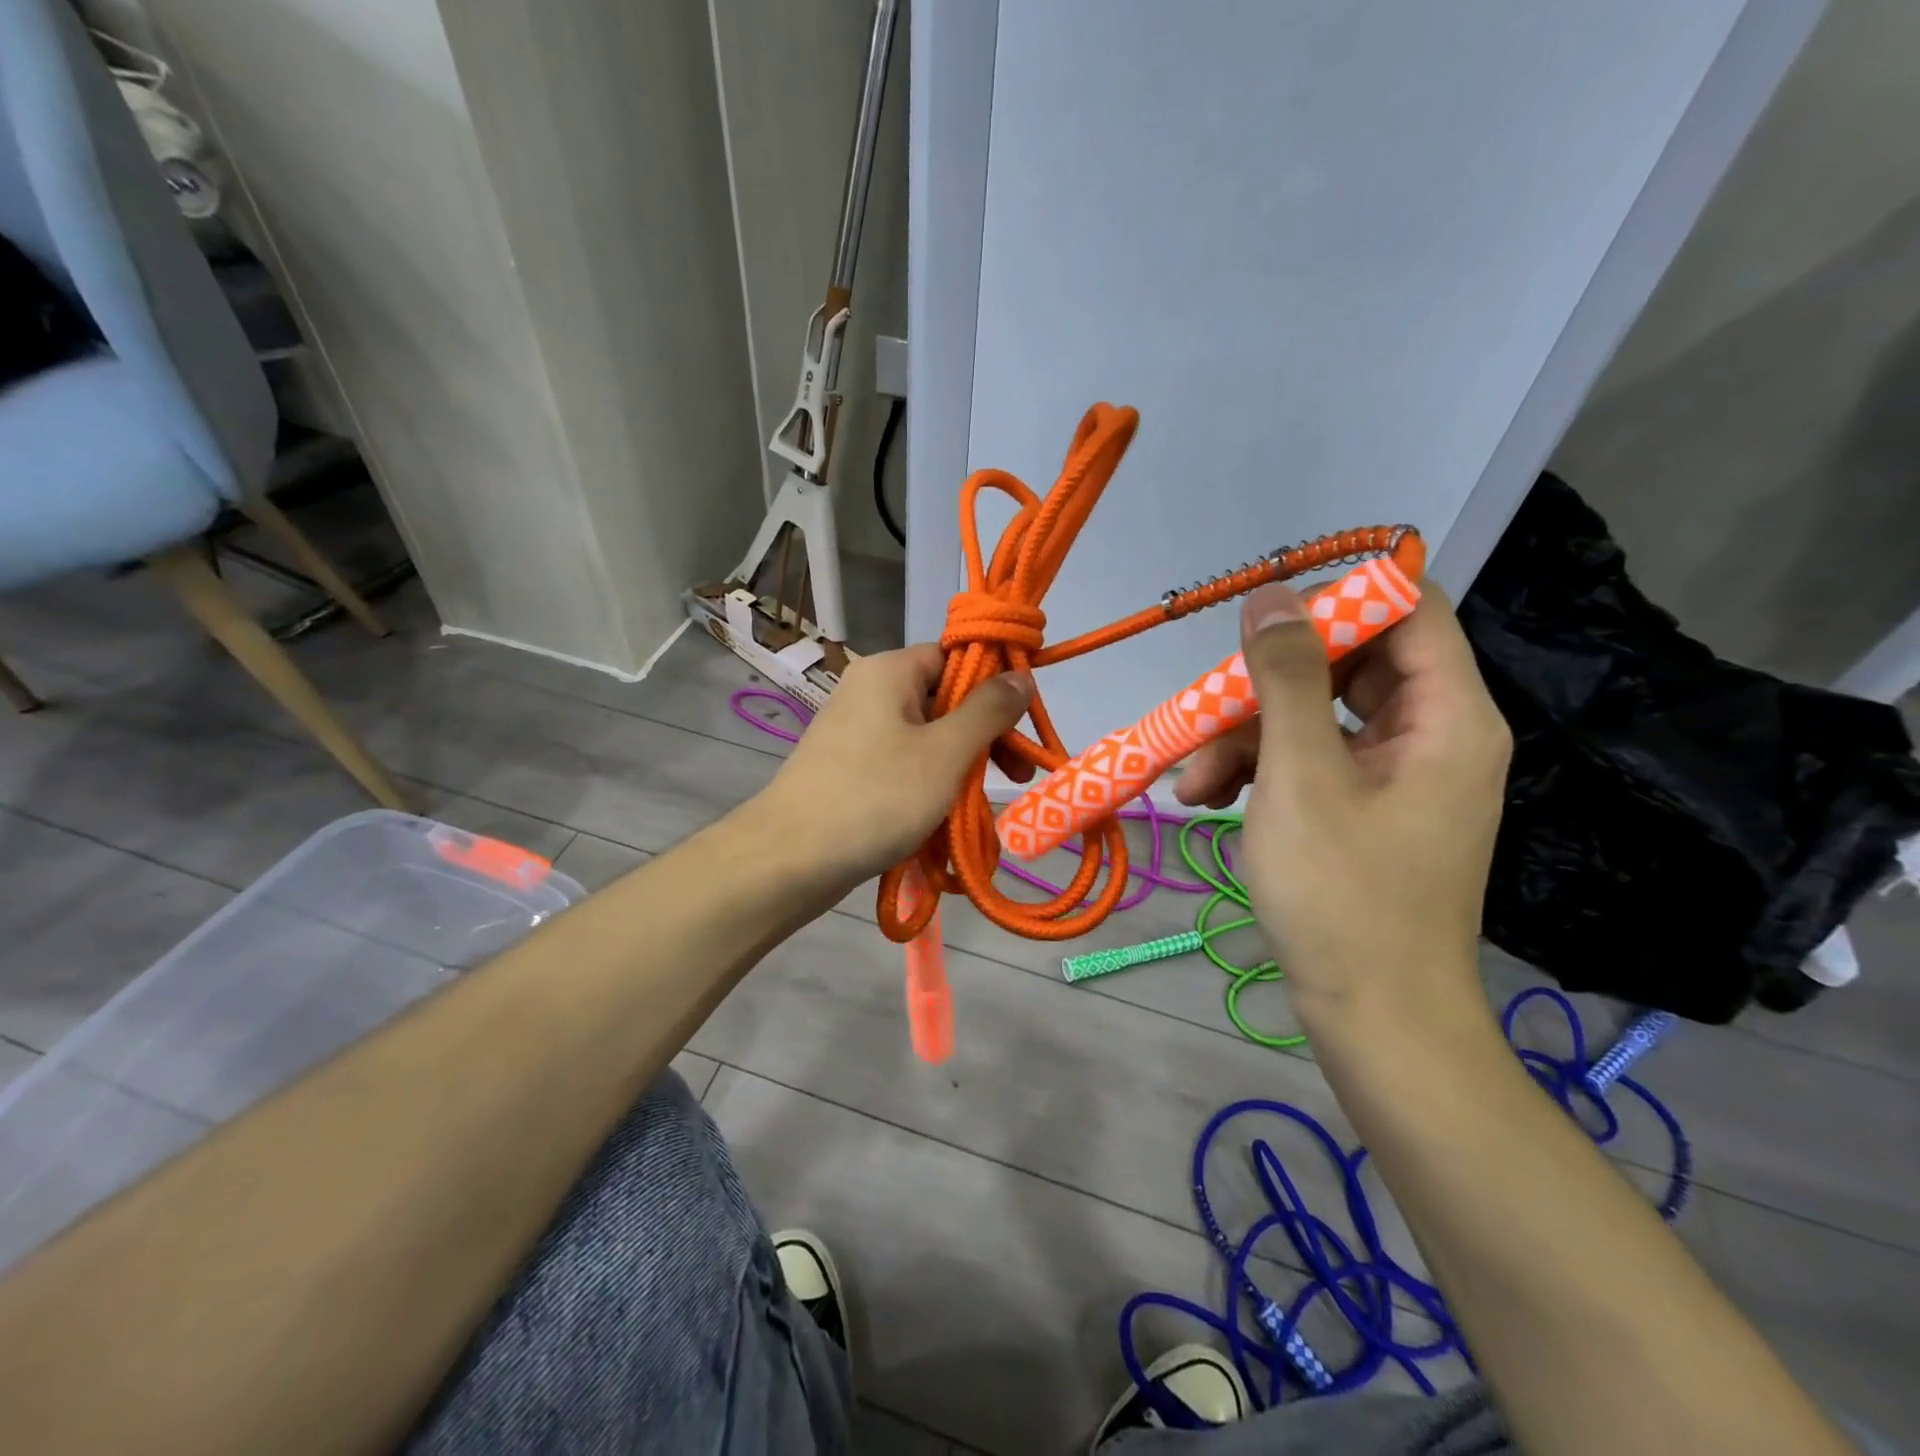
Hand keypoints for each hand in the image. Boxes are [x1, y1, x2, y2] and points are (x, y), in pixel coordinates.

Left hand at [751, 645, 1032, 895]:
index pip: (955, 657)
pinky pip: (902, 764)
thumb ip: (989, 710)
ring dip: (961, 766)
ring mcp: (855, 731)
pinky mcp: (849, 768)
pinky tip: (949, 818)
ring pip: (926, 737)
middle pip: (944, 698)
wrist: (789, 860)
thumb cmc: (876, 797)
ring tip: (984, 806)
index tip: (1024, 724)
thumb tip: (1021, 674)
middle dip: (984, 736)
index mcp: (890, 671)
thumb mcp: (945, 752)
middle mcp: (870, 691)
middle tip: (1016, 775)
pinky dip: (930, 785)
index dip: (995, 685)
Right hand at [1177, 582, 1510, 1027]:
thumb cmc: (1344, 895)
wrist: (1374, 1020)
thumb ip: (1287, 678)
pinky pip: (1309, 762)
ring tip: (1191, 782)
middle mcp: (1430, 735)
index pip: (1408, 609)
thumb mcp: (1301, 775)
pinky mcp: (1362, 810)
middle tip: (1209, 705)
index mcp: (1447, 716)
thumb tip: (1271, 596)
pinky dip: (1258, 773)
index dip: (1338, 598)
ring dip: (1246, 738)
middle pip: (1348, 664)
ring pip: (1314, 717)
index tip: (1264, 618)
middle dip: (1267, 684)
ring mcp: (1394, 776)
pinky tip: (1206, 799)